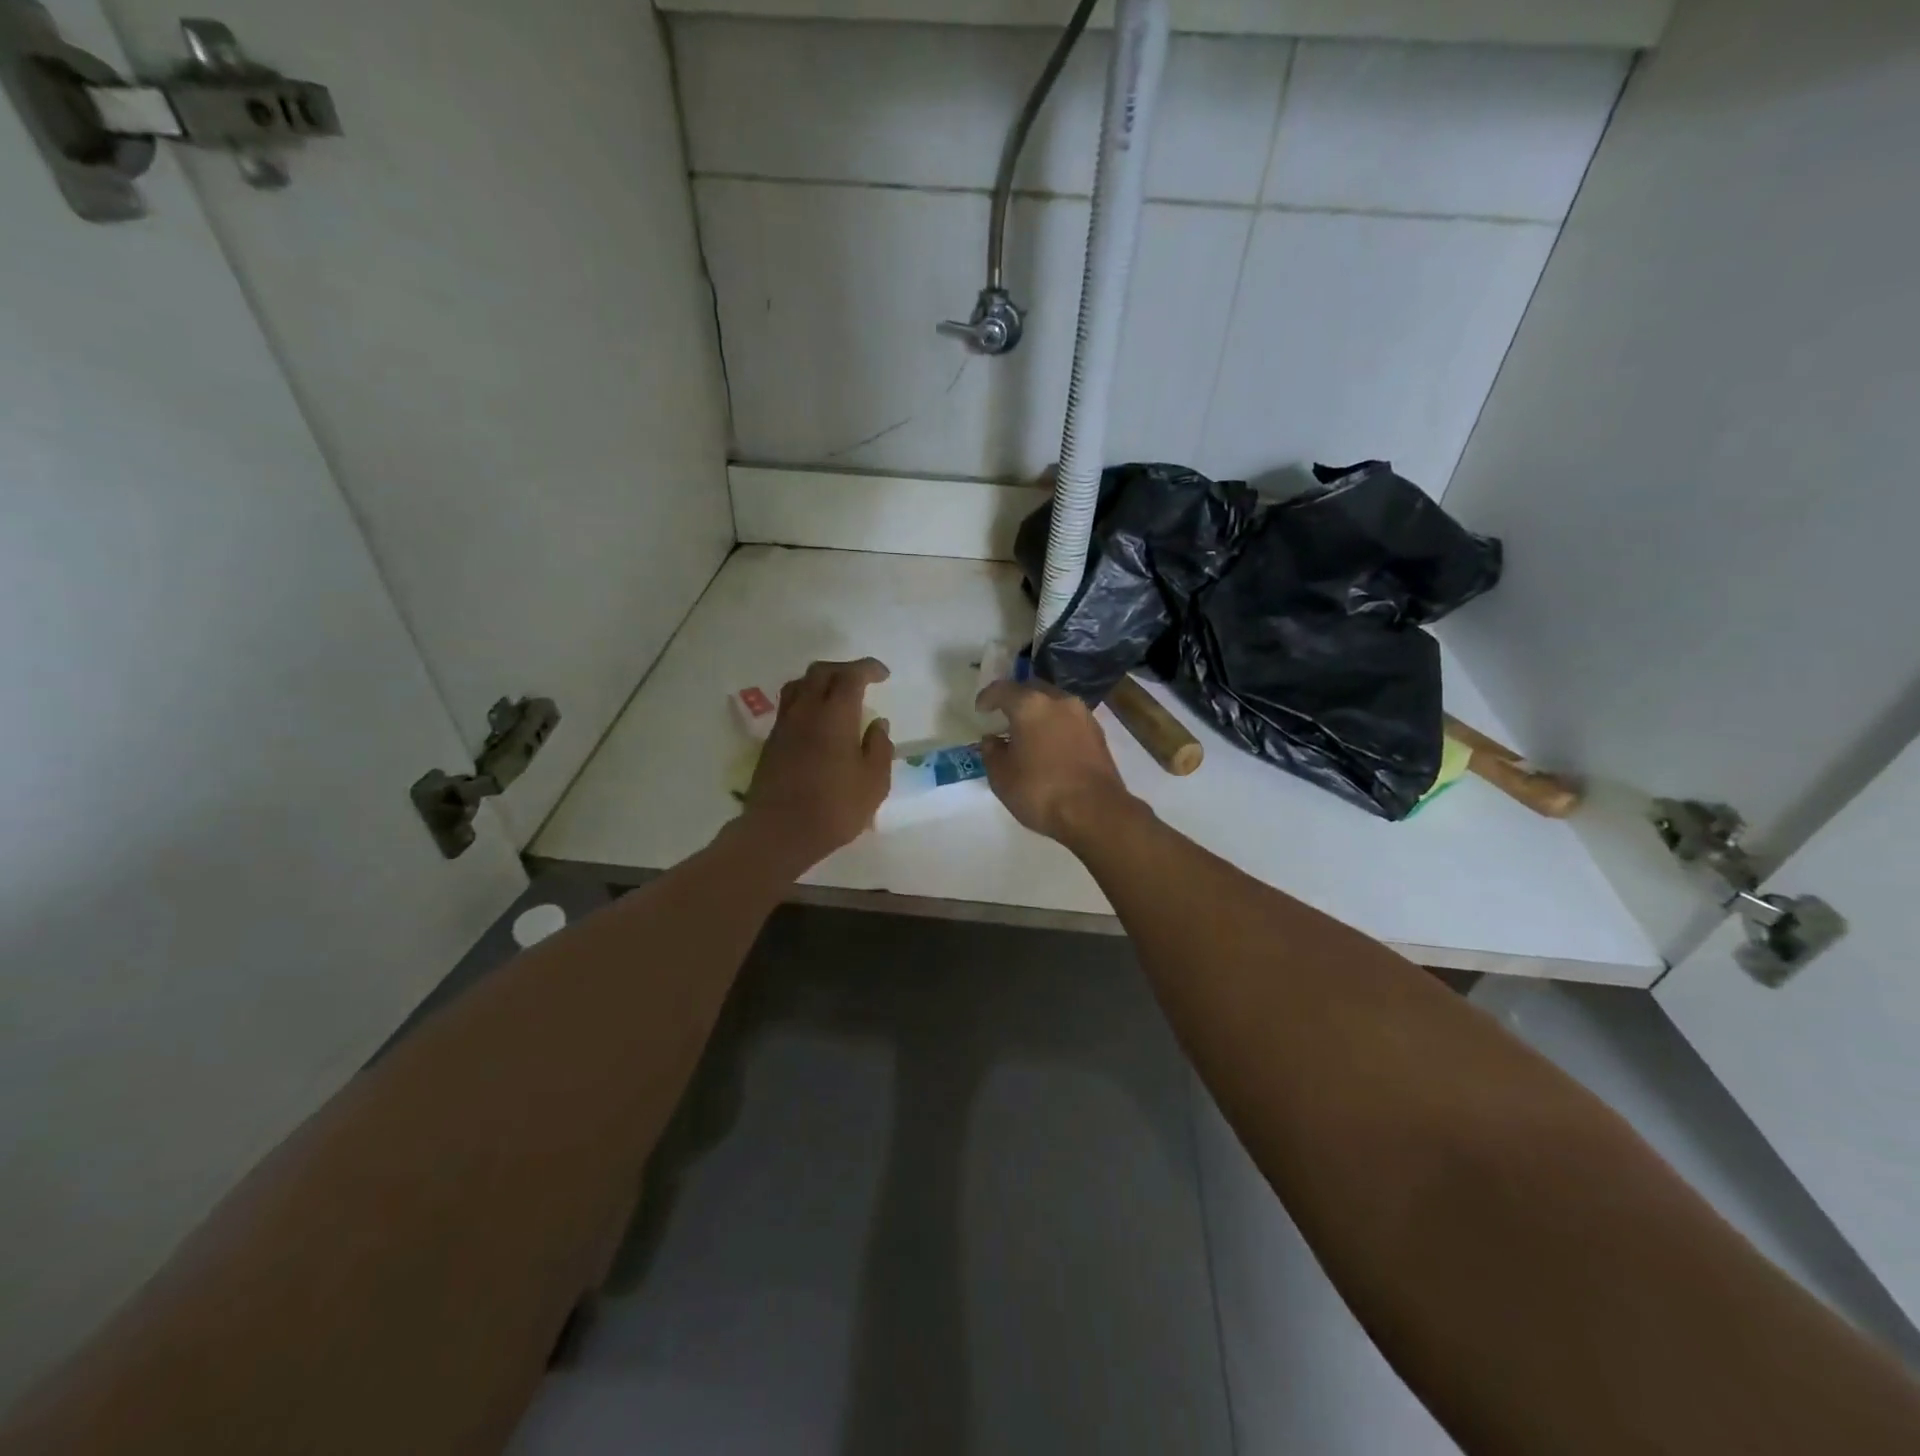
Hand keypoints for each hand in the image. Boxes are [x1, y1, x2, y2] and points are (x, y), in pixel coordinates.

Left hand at [743, 658, 893, 870]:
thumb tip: (878, 725)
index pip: (851, 676)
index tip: (883, 675)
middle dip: (844, 670)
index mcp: (835, 714)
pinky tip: (817, 720)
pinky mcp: (772, 742)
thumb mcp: (873, 782)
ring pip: (799, 685)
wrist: (778, 832)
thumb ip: (879, 748)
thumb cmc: (834, 807)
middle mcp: (806, 711)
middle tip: (862, 680)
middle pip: (821, 672)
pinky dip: (807, 701)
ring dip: (820, 681)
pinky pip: (790, 706)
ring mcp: (784, 725)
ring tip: (836, 695)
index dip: (868, 669)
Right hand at [974, 679, 1141, 847]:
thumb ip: (992, 753)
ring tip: (1027, 734)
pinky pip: (1069, 720)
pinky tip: (1049, 745)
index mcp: (1031, 706)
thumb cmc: (1041, 792)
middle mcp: (1059, 701)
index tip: (980, 710)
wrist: (1096, 812)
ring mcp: (1083, 715)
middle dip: (1016, 700)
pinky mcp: (1098, 733)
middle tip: (1004, 718)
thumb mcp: (1002, 777)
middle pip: (1032, 690)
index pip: (1002, 689)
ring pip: (1054, 704)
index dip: (987, 697)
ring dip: (1039, 713)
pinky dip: (1055, 726)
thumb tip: (993, 740)